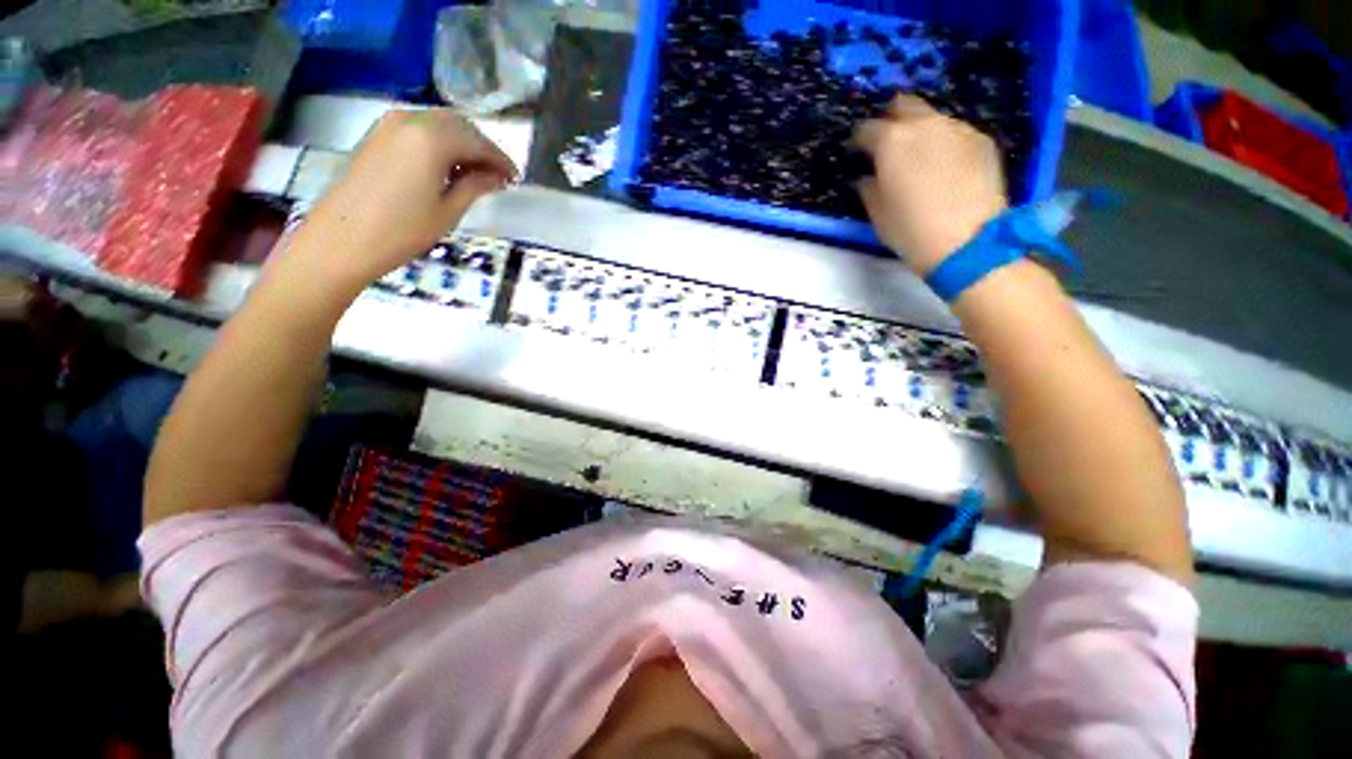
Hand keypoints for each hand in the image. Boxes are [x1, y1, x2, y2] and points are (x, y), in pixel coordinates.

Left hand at [278, 109, 517, 296]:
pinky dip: (439, 142)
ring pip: (438, 123)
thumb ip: (475, 186)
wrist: (342, 238)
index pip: (477, 141)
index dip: (500, 160)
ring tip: (475, 174)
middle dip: (482, 147)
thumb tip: (496, 177)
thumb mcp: (448, 211)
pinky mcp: (377, 135)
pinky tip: (447, 168)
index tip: (515, 179)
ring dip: (461, 143)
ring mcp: (389, 124)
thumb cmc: (402, 230)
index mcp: (432, 139)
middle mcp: (411, 120)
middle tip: (497, 176)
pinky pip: (419, 128)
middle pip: (459, 124)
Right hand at [853, 96, 1007, 273]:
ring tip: (921, 159)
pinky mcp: (982, 140)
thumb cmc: (910, 229)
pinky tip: (947, 169)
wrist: (967, 240)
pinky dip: (946, 144)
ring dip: (922, 132)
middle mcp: (924, 124)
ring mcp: (957, 128)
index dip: (859, 141)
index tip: (858, 154)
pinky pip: (956, 134)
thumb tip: (867, 177)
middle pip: (904, 105)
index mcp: (891, 141)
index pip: (867, 129)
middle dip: (892, 119)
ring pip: (933, 119)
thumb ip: (868, 188)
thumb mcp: (877, 213)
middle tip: (888, 145)